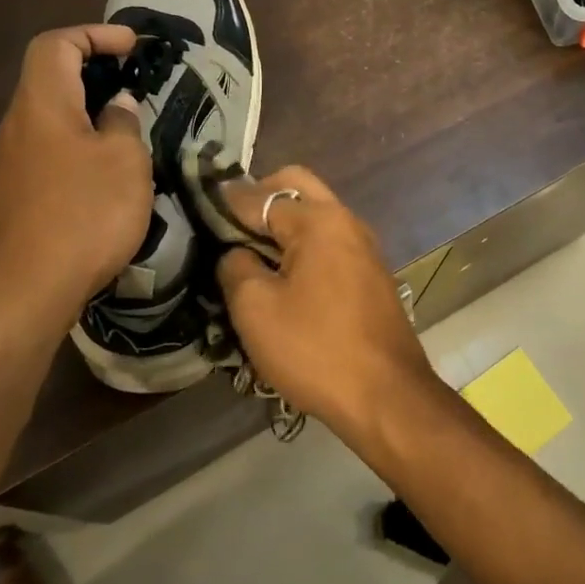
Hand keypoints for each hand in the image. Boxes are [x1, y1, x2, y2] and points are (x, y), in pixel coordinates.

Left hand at [0, 25, 152, 313]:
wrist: (26, 287)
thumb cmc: (84, 213)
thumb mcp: (125, 161)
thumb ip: (123, 124)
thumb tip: (116, 107)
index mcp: (42, 104)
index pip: (56, 45)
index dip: (94, 35)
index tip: (132, 47)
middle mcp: (17, 126)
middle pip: (49, 81)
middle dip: (93, 75)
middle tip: (134, 89)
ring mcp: (8, 165)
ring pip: (50, 122)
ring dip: (87, 118)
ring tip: (127, 137)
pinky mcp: (12, 199)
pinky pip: (47, 156)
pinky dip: (77, 151)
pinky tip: (103, 182)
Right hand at [217, 167, 440, 437]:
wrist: (386, 395)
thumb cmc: (315, 349)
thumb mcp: (256, 308)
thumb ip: (236, 266)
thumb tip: (235, 252)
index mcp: (319, 220)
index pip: (261, 195)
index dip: (225, 203)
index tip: (198, 213)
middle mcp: (347, 221)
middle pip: (297, 188)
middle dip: (259, 200)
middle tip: (227, 229)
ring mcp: (365, 247)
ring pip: (316, 216)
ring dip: (283, 225)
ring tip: (249, 255)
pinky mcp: (371, 275)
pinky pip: (330, 244)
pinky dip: (304, 247)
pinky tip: (283, 277)